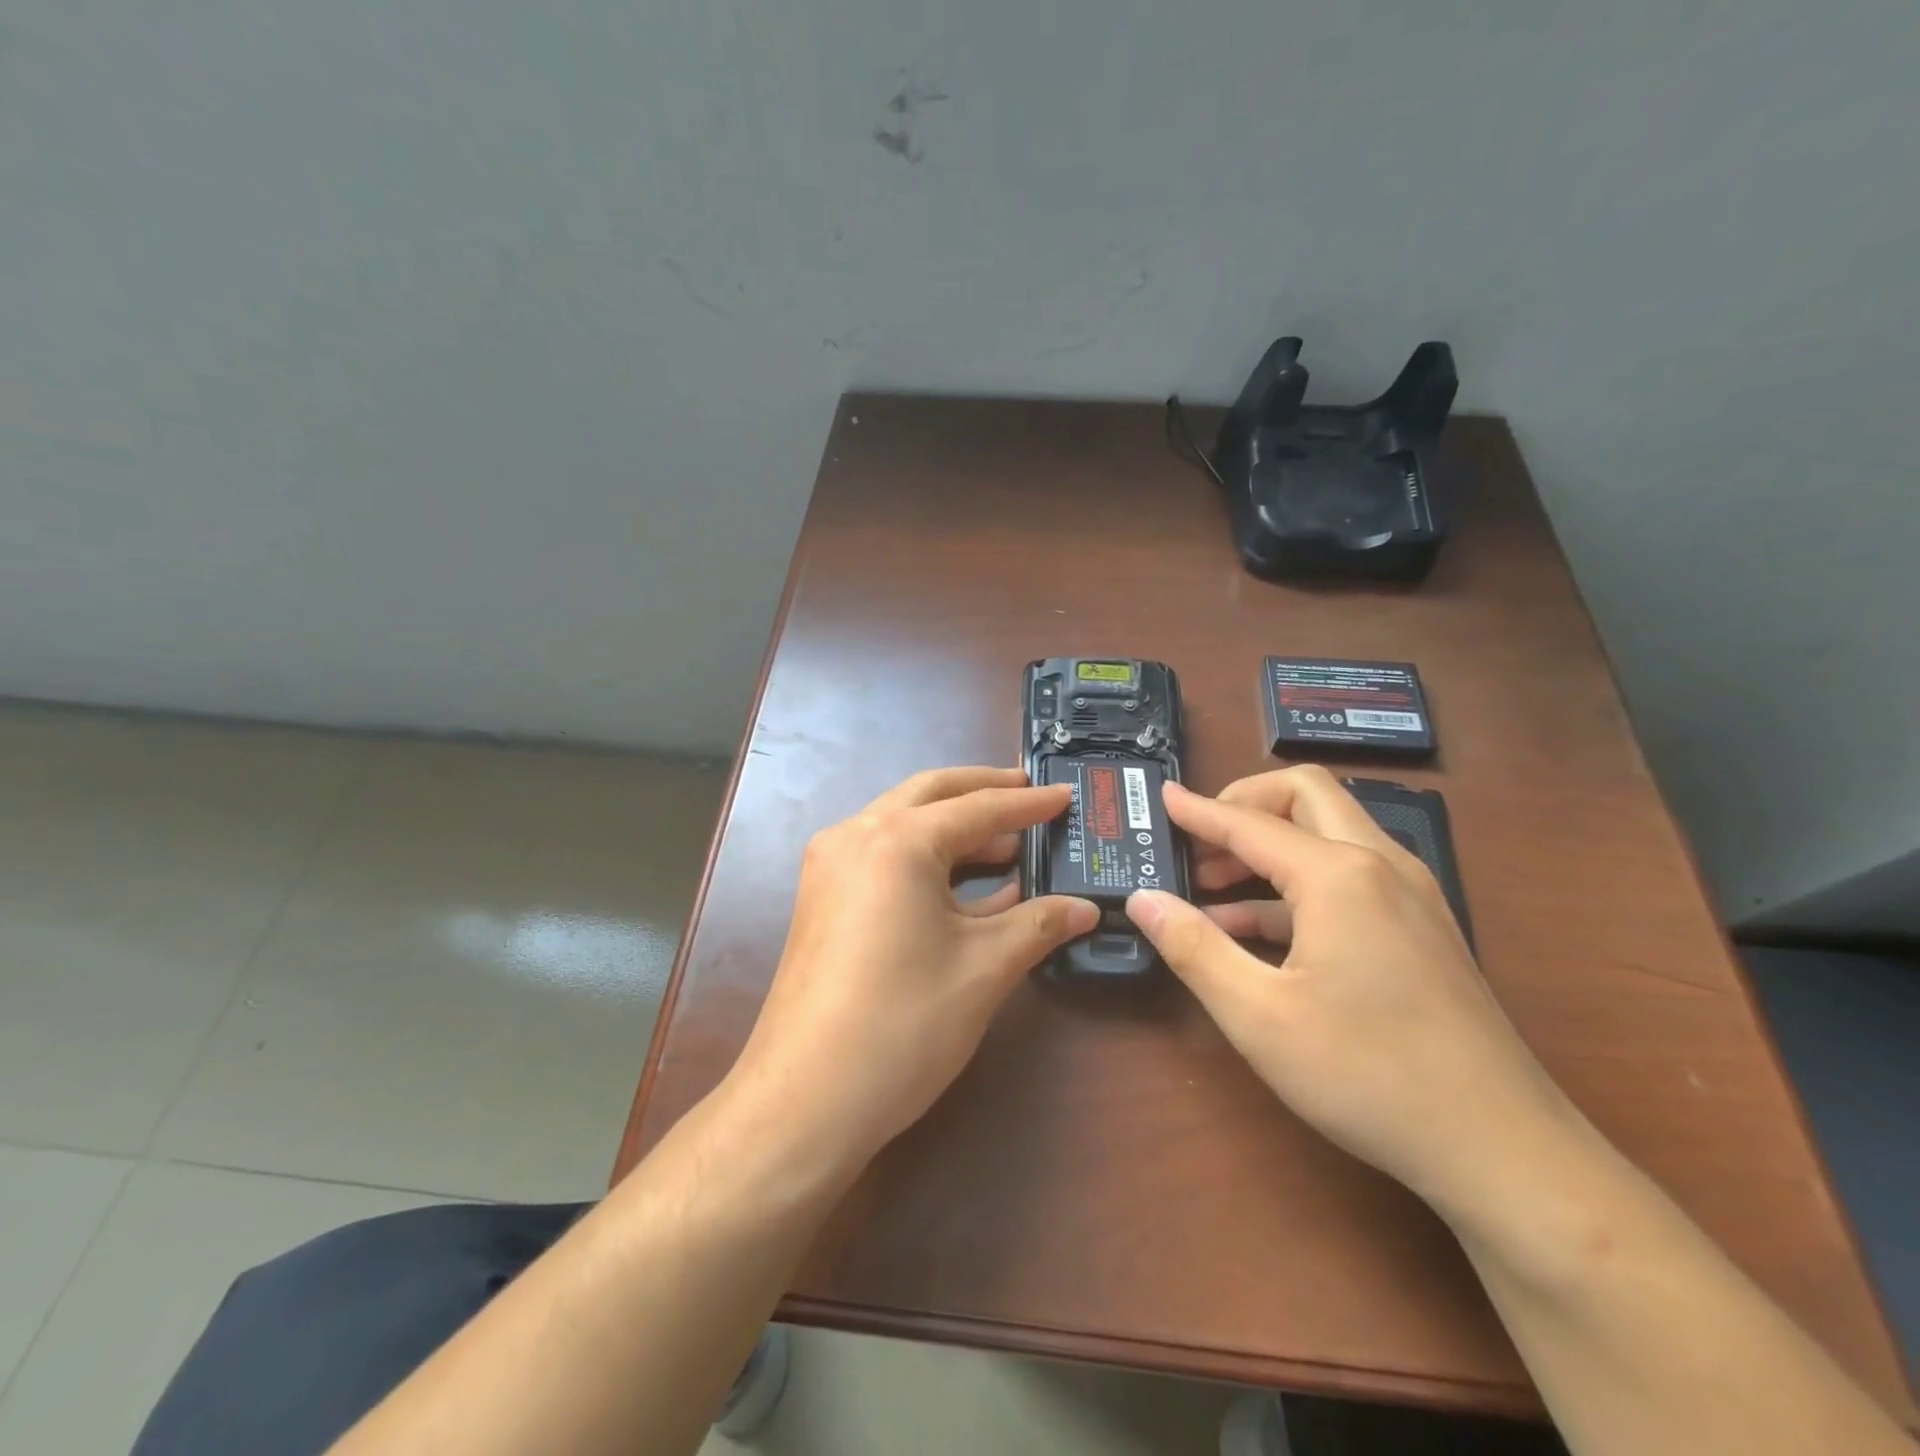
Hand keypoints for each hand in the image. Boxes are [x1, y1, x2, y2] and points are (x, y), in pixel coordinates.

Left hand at [730, 767, 1097, 1171]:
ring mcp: (831, 866)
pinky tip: (970, 887)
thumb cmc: (903, 1024)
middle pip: (931, 796)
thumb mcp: (983, 968)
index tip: (1064, 796)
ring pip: (904, 824)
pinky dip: (929, 860)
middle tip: (1030, 793)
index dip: (1027, 805)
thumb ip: (1037, 924)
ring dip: (956, 828)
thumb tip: (1085, 909)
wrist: (806, 1100)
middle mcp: (856, 836)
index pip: (977, 809)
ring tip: (1009, 843)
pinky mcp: (824, 898)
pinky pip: (884, 858)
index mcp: (896, 840)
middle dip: (983, 792)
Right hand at [1126, 766, 1574, 1207]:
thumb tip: (1142, 898)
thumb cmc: (1369, 1074)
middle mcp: (1379, 865)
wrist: (1502, 1148)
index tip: (1161, 796)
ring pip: (1330, 833)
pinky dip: (1296, 883)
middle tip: (1198, 839)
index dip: (1198, 810)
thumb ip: (1193, 947)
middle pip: (1305, 796)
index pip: (1249, 823)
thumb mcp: (1258, 1014)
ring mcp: (1409, 894)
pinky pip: (1348, 876)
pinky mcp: (1421, 926)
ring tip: (1213, 887)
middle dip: (1245, 804)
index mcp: (1338, 875)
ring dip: (1269, 845)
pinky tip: (1256, 931)